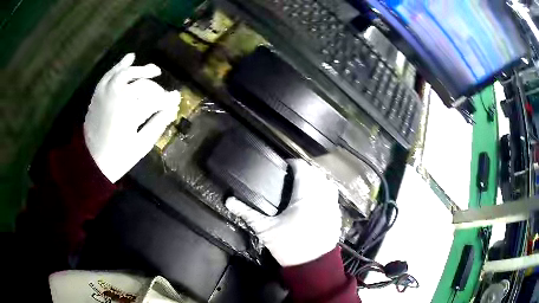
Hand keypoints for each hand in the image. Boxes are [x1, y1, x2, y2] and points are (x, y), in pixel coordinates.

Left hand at [84, 53, 179, 182]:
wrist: (90, 162)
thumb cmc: (117, 158)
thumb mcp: (140, 146)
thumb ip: (157, 125)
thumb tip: (172, 109)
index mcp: (130, 114)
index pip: (155, 100)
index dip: (168, 99)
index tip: (177, 99)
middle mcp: (118, 98)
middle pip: (142, 85)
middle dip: (156, 89)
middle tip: (164, 96)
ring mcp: (106, 93)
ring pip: (126, 73)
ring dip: (141, 70)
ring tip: (154, 70)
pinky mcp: (98, 94)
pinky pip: (109, 74)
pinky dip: (120, 64)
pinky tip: (131, 57)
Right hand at [226, 159, 341, 266]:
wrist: (313, 266)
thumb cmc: (289, 246)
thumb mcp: (266, 230)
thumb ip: (248, 213)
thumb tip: (229, 201)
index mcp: (306, 196)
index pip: (303, 168)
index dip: (293, 163)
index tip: (284, 166)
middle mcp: (323, 196)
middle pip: (317, 173)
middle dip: (305, 170)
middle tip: (291, 176)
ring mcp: (333, 206)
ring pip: (328, 183)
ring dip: (317, 179)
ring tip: (304, 185)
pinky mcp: (337, 215)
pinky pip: (333, 196)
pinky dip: (325, 192)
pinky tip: (316, 200)